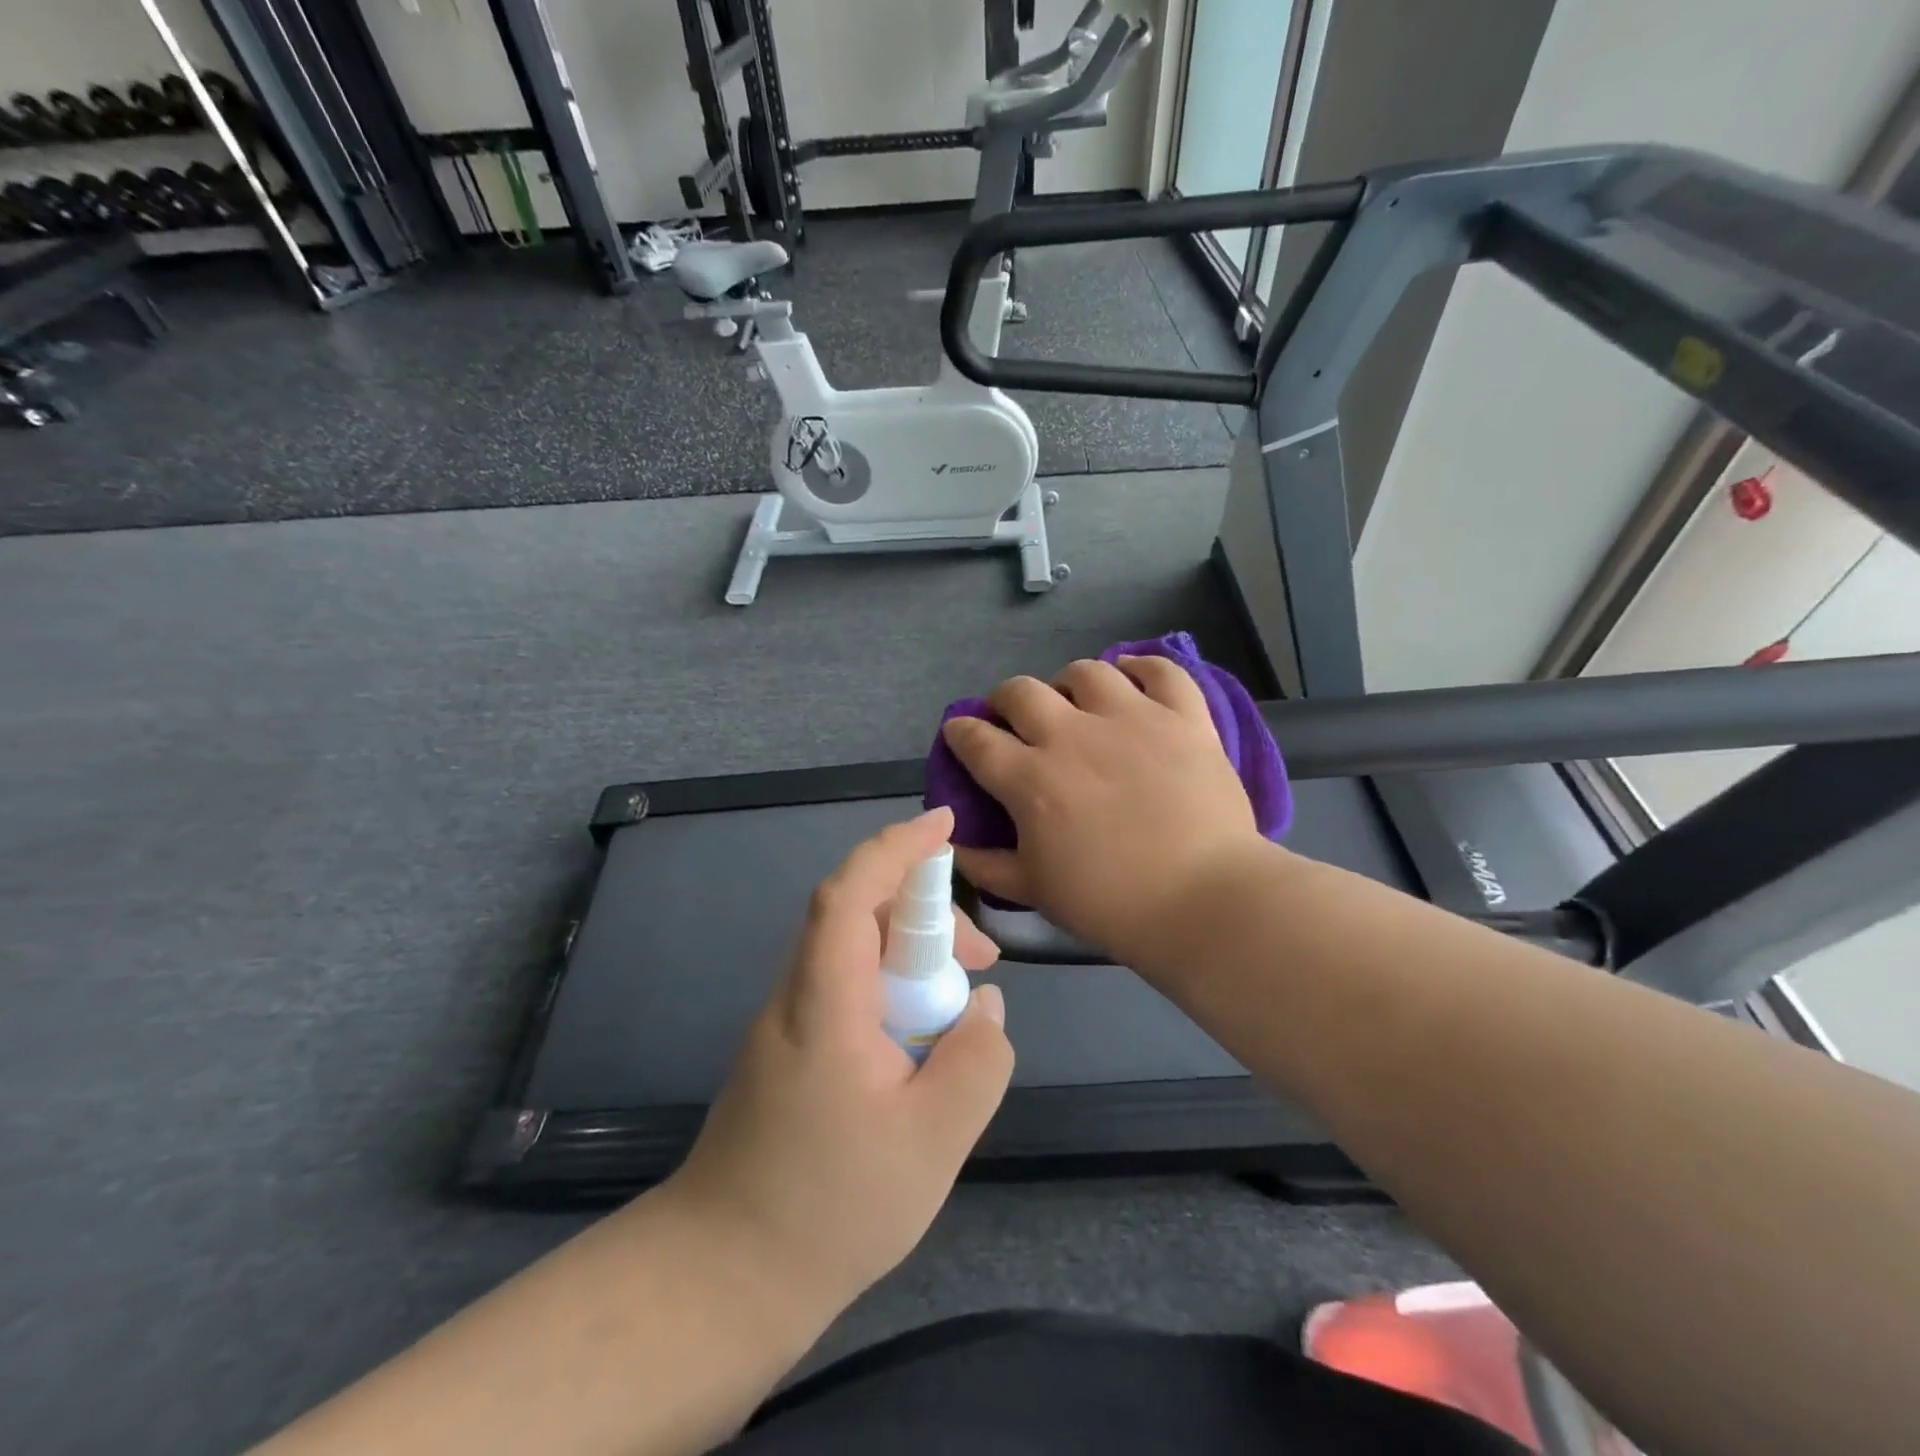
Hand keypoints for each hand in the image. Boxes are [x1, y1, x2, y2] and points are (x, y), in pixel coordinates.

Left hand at [667, 807, 1012, 1322]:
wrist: (724, 1275)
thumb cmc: (829, 1208)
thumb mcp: (932, 1141)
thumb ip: (976, 1062)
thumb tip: (986, 1006)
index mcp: (825, 1002)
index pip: (850, 894)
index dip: (895, 848)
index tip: (943, 825)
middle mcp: (798, 996)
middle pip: (857, 916)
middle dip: (926, 913)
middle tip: (984, 959)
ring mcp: (788, 1023)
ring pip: (854, 953)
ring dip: (912, 955)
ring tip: (964, 1003)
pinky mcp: (791, 1051)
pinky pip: (847, 989)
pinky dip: (892, 988)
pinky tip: (924, 1039)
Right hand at [941, 656, 1265, 962]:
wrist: (1203, 900)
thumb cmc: (1111, 902)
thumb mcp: (1034, 891)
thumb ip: (986, 865)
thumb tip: (953, 844)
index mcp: (1031, 778)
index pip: (977, 739)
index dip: (960, 732)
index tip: (960, 732)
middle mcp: (1073, 735)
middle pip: (1021, 692)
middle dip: (1004, 700)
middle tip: (1013, 718)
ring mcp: (1132, 719)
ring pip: (1086, 672)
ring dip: (1067, 682)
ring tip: (1073, 699)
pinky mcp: (1183, 718)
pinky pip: (1161, 671)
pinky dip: (1142, 667)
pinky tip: (1132, 675)